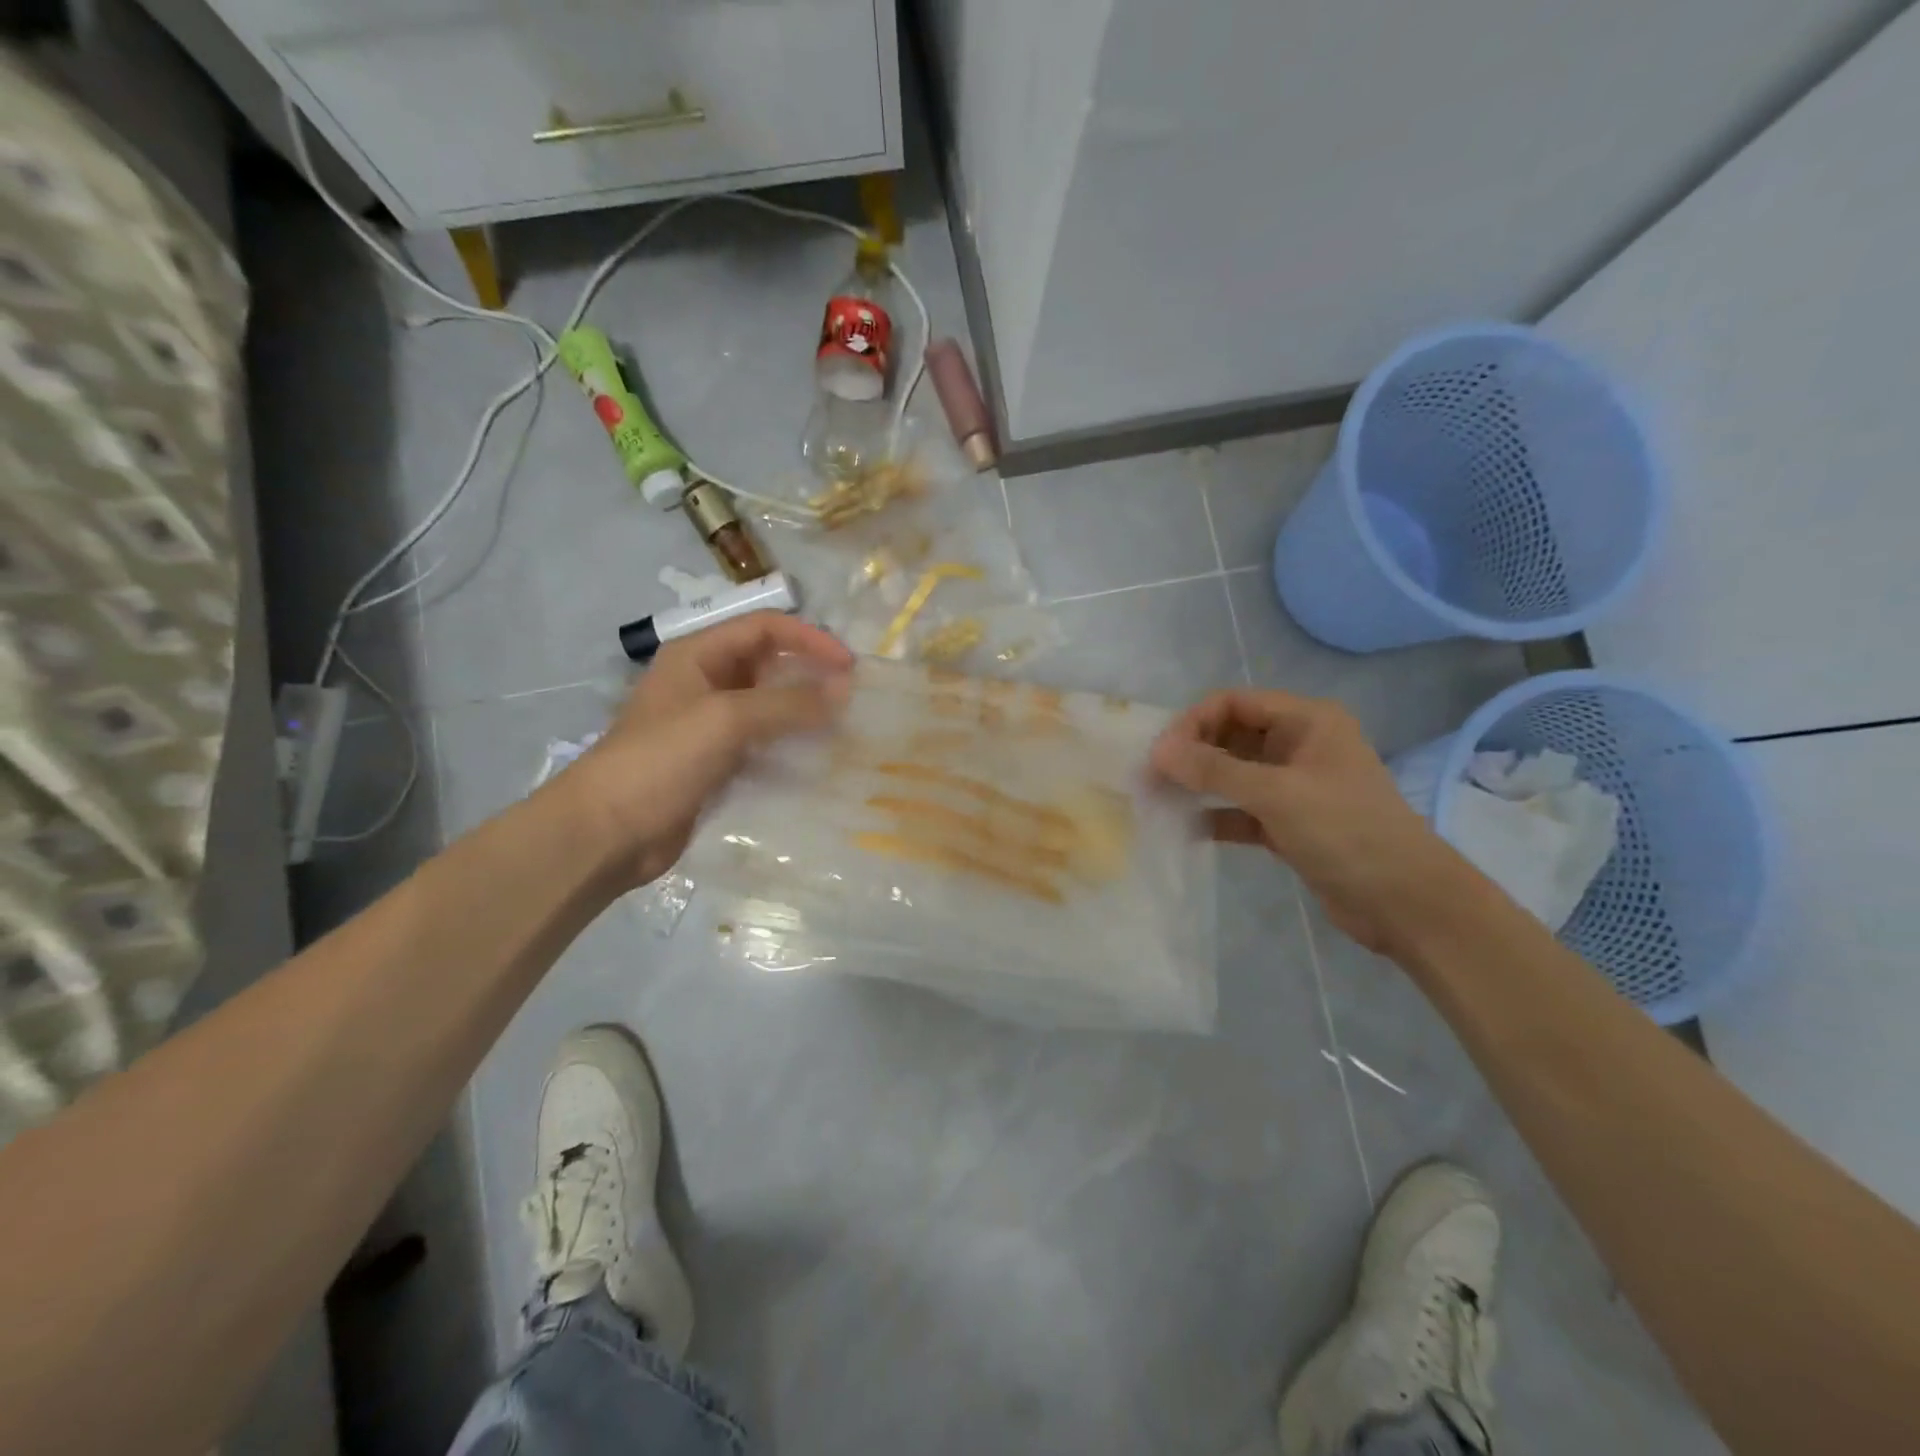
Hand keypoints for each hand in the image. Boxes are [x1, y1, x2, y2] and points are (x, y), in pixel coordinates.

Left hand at [571, 612, 853, 886]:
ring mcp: (710, 724)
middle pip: (769, 663)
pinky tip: (818, 757)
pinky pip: (763, 743)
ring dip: (804, 710)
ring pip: (769, 705)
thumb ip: (788, 702)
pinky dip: (791, 744)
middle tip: (853, 694)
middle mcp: (706, 681)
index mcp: (698, 655)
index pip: (765, 628)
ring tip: (844, 724)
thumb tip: (845, 690)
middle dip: (811, 672)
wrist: (608, 831)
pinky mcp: (717, 762)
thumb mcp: (727, 719)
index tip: (850, 665)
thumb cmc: (662, 759)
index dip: (810, 639)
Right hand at [1151, 689, 1465, 954]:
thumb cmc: (1345, 831)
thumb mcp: (1276, 794)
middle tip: (1150, 779)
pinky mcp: (1289, 824)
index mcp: (1307, 721)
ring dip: (1198, 785)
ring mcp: (1294, 786)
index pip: (1235, 703)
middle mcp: (1299, 745)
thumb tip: (1157, 750)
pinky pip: (1241, 810)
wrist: (1405, 902)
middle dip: (1191, 754)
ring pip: (1233, 775)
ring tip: (1158, 801)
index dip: (1194, 722)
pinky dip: (1215, 817)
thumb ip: (1214, 770)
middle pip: (1231, 737)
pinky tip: (1185, 830)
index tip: (1161, 754)